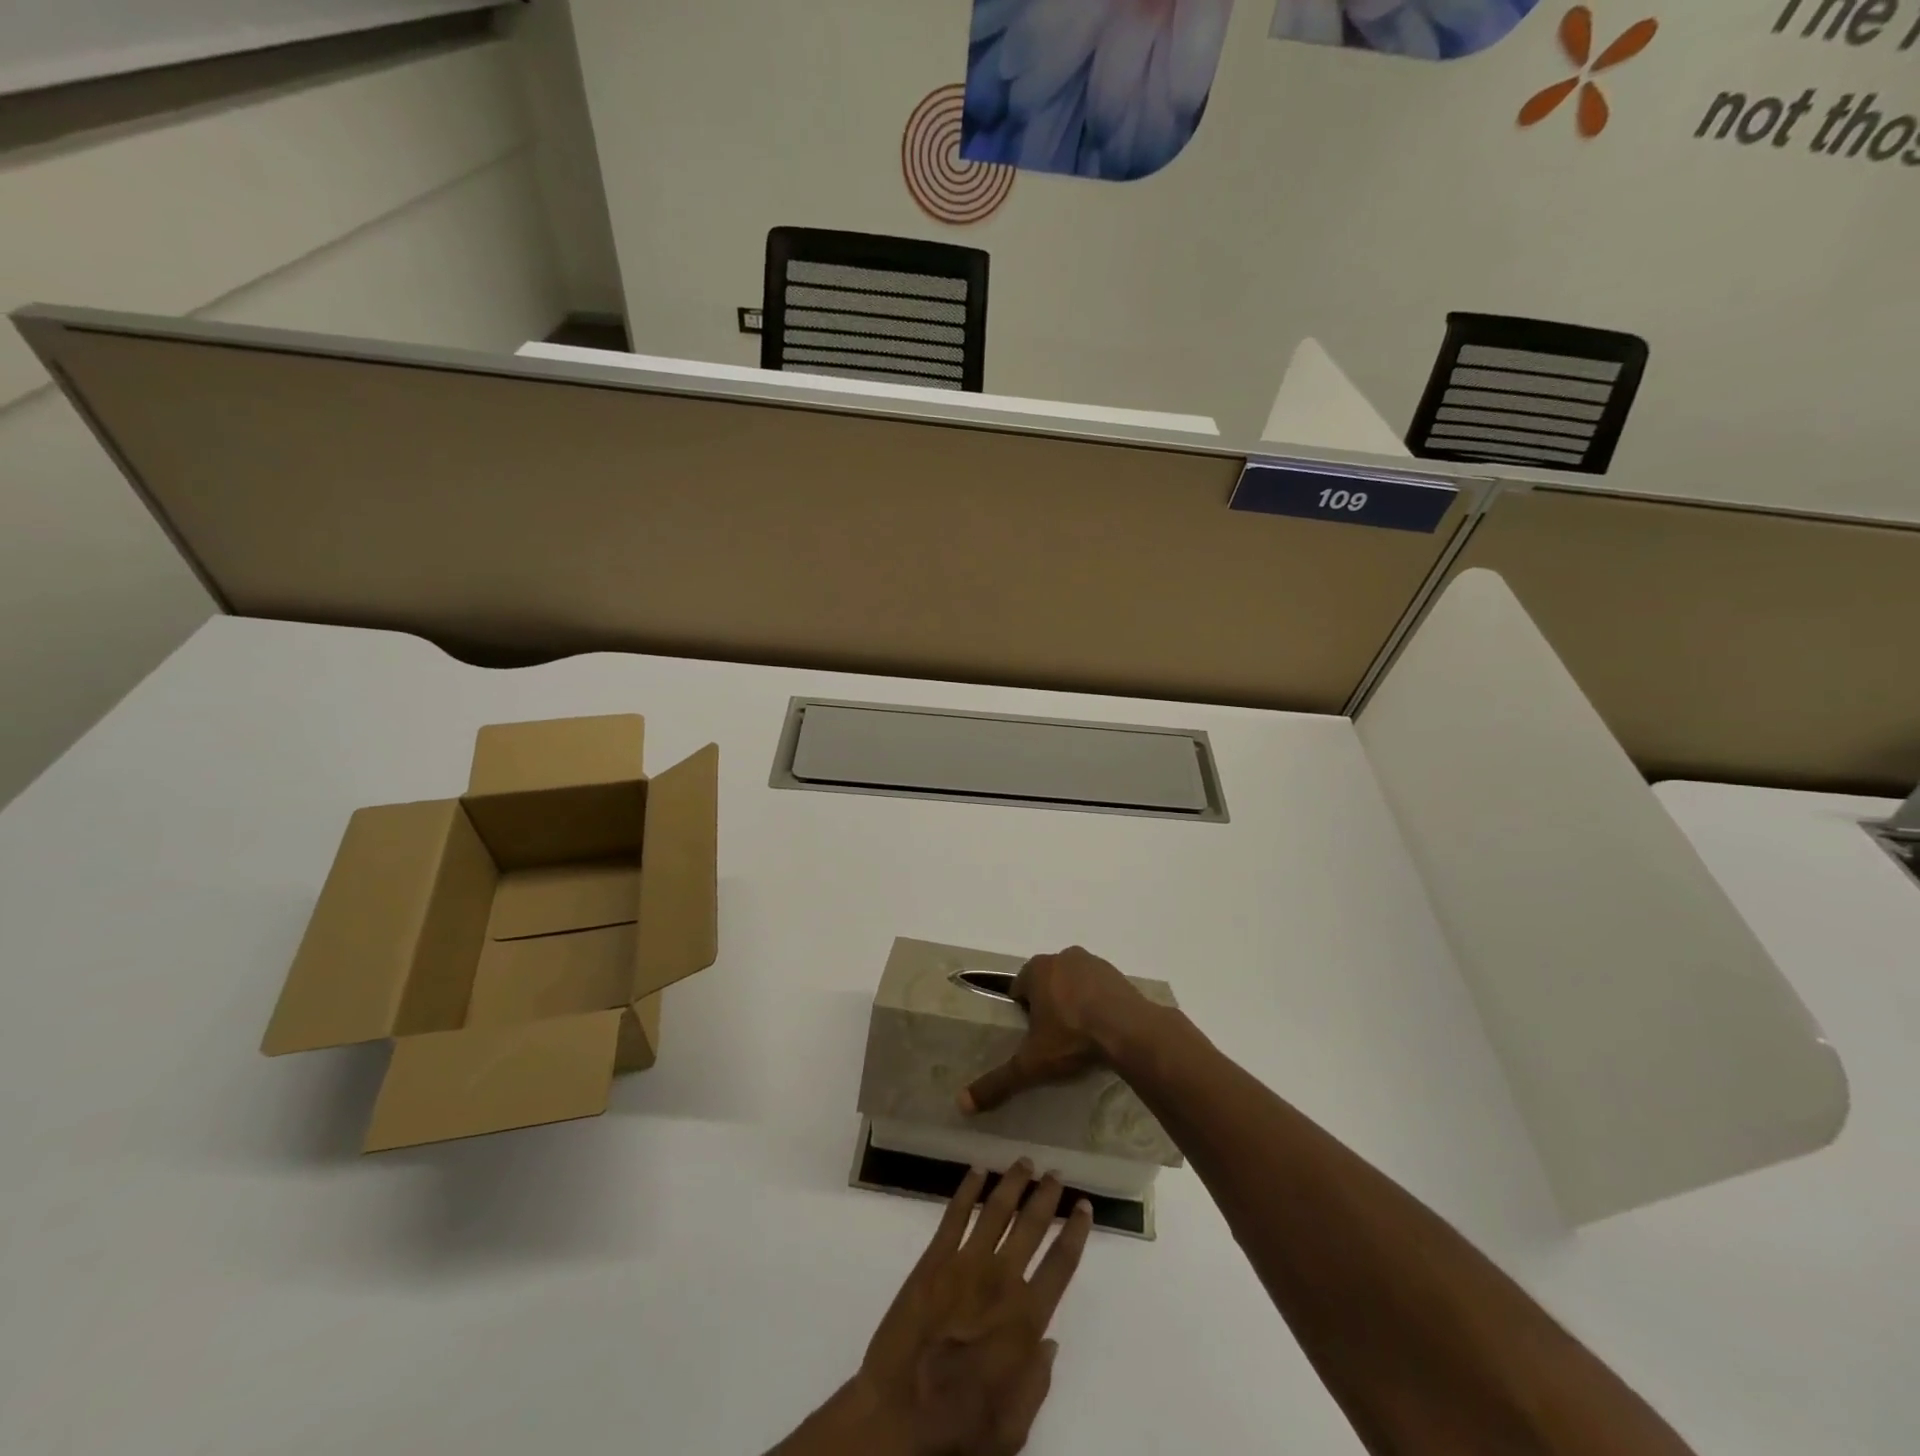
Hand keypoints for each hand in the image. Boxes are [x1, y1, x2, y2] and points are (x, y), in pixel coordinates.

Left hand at [852, 1160, 1092, 1454]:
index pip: (1061, 1263)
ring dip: (1013, 1182)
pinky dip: (968, 1189)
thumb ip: (1037, 1382)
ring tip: (1024, 1162)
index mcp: (1026, 1319)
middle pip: (1031, 1225)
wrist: (898, 1414)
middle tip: (1056, 1173)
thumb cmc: (959, 1427)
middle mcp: (1001, 1280)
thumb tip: (1050, 1343)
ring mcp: (965, 1264)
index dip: (1076, 1231)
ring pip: (996, 1209)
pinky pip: (954, 1214)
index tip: (1084, 1206)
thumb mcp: (1013, 1425)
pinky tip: (977, 1170)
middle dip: (1047, 1196)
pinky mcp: (934, 1259)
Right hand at [959, 947, 1150, 1113]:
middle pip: (1046, 982)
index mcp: (1037, 970)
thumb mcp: (1032, 1064)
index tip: (1031, 1037)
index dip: (1021, 1013)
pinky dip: (1096, 1002)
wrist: (1129, 1031)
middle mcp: (1062, 957)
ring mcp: (1092, 962)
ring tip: (1079, 1035)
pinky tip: (1101, 1028)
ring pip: (1072, 982)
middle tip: (1054, 1038)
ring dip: (1072, 1001)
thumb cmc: (1073, 1038)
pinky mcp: (1116, 973)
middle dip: (1047, 1005)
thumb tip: (962, 1103)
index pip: (1018, 989)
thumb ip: (998, 1082)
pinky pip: (1097, 987)